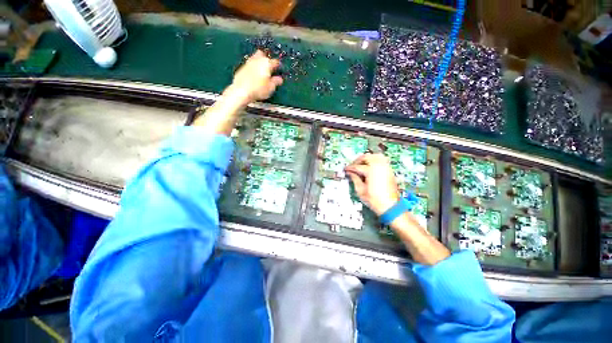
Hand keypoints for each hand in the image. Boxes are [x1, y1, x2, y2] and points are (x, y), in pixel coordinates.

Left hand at [226, 50, 283, 104]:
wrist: (241, 91)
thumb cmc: (258, 90)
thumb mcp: (270, 88)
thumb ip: (275, 82)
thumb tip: (279, 79)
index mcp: (267, 63)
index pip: (275, 62)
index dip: (278, 65)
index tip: (279, 69)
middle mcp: (257, 60)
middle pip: (263, 54)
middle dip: (266, 59)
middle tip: (269, 67)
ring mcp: (248, 62)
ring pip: (255, 58)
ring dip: (258, 62)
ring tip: (261, 71)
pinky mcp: (242, 67)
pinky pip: (249, 64)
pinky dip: (252, 67)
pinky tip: (253, 75)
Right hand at [344, 153, 399, 215]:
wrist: (390, 206)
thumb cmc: (374, 200)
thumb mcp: (360, 191)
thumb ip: (355, 179)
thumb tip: (350, 173)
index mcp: (371, 171)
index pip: (358, 166)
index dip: (350, 168)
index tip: (345, 169)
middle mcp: (379, 166)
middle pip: (367, 157)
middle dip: (358, 160)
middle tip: (353, 166)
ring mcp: (386, 167)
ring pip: (375, 156)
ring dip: (367, 158)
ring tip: (361, 164)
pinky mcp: (389, 170)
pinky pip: (382, 160)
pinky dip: (375, 159)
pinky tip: (370, 165)